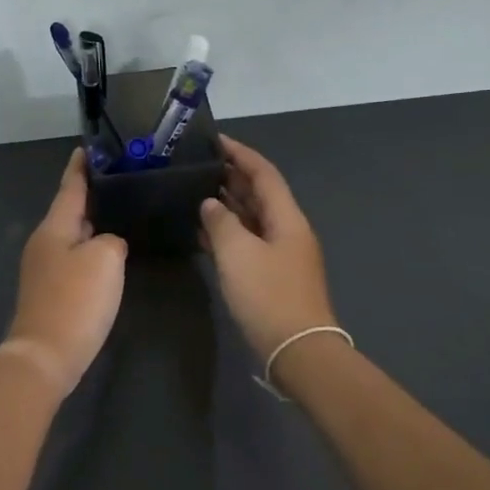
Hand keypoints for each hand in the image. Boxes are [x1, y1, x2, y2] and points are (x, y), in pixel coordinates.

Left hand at [3, 150, 127, 395]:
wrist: (46, 355)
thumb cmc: (76, 300)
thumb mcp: (105, 259)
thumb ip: (111, 240)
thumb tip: (107, 244)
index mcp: (54, 227)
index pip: (70, 186)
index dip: (81, 167)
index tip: (89, 147)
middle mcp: (45, 242)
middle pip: (70, 210)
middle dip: (92, 194)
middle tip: (121, 179)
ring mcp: (45, 268)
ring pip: (73, 235)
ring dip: (94, 223)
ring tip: (122, 210)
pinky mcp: (51, 291)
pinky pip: (75, 258)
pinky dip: (92, 249)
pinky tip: (110, 253)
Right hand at [200, 135, 338, 361]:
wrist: (296, 349)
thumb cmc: (268, 295)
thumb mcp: (238, 253)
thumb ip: (220, 222)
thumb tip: (210, 205)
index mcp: (286, 218)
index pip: (264, 173)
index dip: (241, 154)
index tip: (215, 140)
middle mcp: (286, 230)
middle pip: (259, 194)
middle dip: (231, 177)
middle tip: (197, 166)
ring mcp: (280, 255)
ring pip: (251, 219)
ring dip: (226, 204)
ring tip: (193, 192)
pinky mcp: (270, 276)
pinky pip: (246, 243)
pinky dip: (225, 233)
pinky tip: (201, 232)